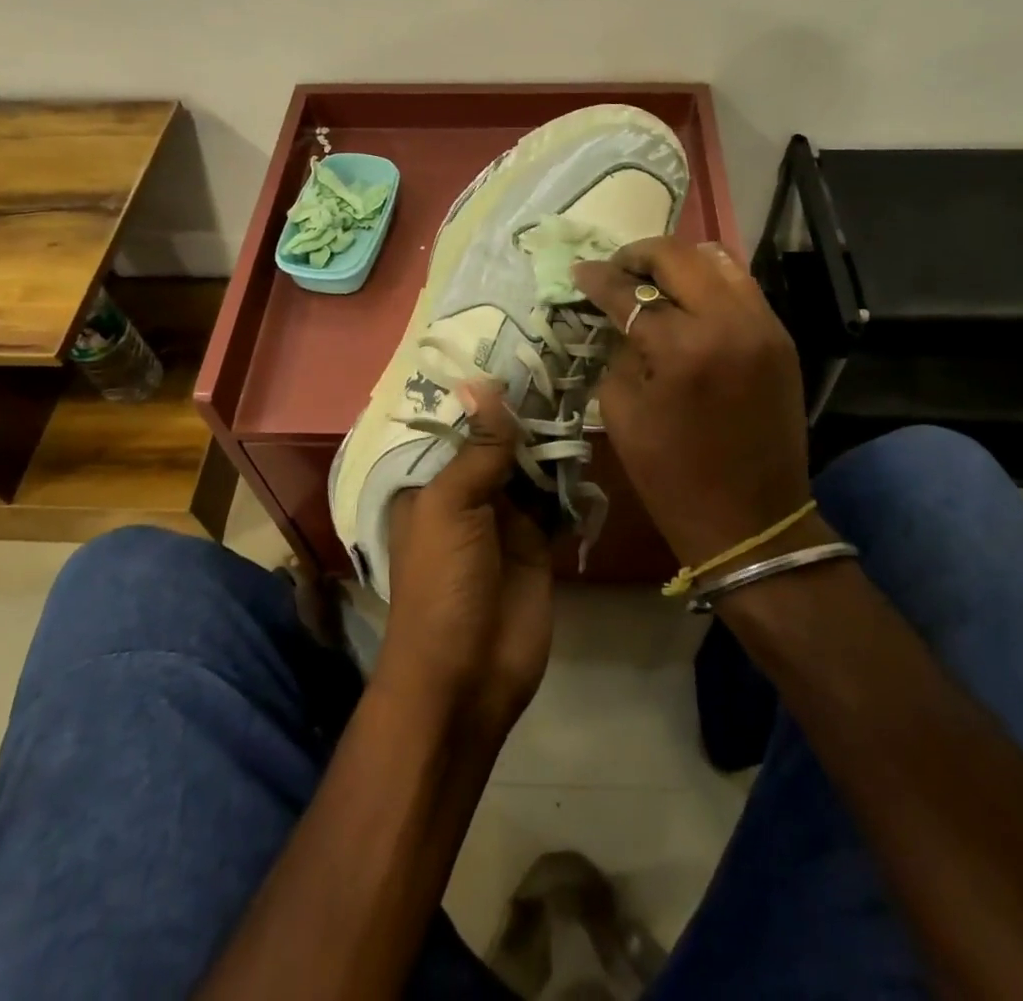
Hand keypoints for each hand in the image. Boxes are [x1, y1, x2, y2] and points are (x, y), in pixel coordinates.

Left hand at [379, 383, 552, 742]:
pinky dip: (571, 478)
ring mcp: (505, 518)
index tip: (514, 347)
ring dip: (552, 440)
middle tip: (560, 359)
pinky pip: (557, 499)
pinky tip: (590, 442)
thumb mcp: (450, 507)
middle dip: (525, 411)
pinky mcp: (539, 542)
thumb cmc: (442, 583)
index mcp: (432, 482)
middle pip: (498, 442)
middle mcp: (467, 493)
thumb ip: (477, 449)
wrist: (468, 675)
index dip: (483, 392)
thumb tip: (486, 384)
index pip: (458, 425)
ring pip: (531, 466)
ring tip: (580, 388)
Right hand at [573, 239, 814, 569]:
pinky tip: (688, 300)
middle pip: (679, 257)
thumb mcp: (621, 414)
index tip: (579, 271)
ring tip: (652, 279)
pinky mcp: (782, 339)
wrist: (753, 521)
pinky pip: (742, 287)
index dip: (598, 278)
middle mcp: (729, 323)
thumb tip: (618, 317)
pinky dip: (709, 283)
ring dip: (679, 262)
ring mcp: (764, 326)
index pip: (630, 293)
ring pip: (718, 260)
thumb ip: (618, 352)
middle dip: (638, 255)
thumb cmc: (672, 477)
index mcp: (682, 349)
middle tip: (615, 269)